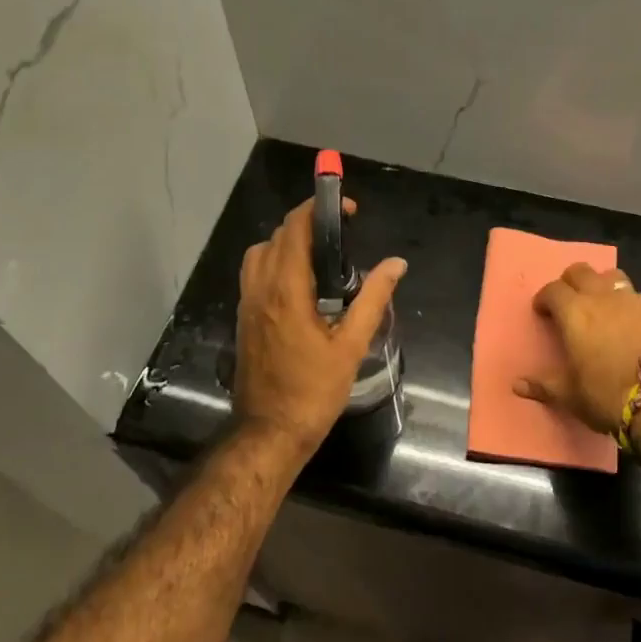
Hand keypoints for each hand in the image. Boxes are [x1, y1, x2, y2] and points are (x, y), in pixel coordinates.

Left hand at [233, 197, 406, 454]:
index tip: (347, 210)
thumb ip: (373, 299)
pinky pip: (256, 274)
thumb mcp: (352, 346)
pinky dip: (276, 263)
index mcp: (286, 290)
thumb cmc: (313, 391)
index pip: (294, 229)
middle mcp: (260, 289)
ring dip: (287, 242)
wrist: (269, 432)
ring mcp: (247, 304)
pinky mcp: (245, 319)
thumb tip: (396, 264)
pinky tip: (303, 285)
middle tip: (341, 234)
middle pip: (276, 236)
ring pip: (260, 253)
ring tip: (321, 257)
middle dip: (307, 224)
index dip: (318, 209)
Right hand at [515, 263, 640, 434]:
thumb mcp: (569, 395)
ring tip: (601, 303)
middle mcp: (600, 297)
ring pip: (612, 275)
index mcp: (574, 312)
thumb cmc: (605, 395)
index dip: (544, 298)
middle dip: (570, 282)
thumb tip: (517, 385)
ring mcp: (631, 300)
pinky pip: (638, 295)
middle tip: (568, 302)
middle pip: (580, 271)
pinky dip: (629, 302)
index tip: (542, 311)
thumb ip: (542, 385)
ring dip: (602, 284)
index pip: (552, 290)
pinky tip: (630, 320)